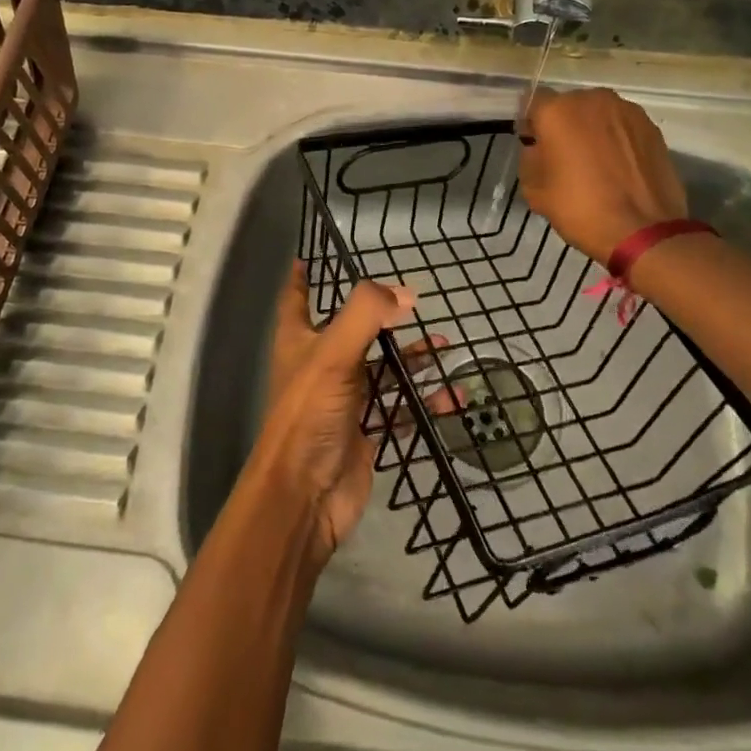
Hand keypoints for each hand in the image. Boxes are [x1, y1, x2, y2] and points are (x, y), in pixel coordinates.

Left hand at [251, 263, 419, 563]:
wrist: (305, 495)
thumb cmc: (310, 414)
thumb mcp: (334, 353)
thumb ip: (367, 314)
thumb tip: (406, 294)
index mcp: (300, 340)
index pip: (297, 297)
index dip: (303, 276)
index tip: (314, 254)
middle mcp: (320, 365)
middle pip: (353, 330)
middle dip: (383, 316)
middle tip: (415, 302)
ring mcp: (345, 399)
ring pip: (383, 368)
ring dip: (413, 358)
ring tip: (447, 347)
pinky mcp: (366, 431)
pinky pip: (401, 408)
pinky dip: (425, 401)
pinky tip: (453, 397)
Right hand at [519, 88, 687, 264]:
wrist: (643, 231)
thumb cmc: (580, 208)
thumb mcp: (534, 190)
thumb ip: (530, 158)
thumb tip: (539, 148)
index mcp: (557, 110)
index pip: (533, 103)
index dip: (532, 124)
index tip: (535, 146)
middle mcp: (592, 99)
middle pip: (569, 105)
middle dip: (564, 125)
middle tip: (565, 157)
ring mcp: (626, 110)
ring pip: (598, 114)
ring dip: (593, 130)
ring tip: (597, 163)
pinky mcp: (651, 126)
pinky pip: (623, 126)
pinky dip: (617, 139)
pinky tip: (619, 167)